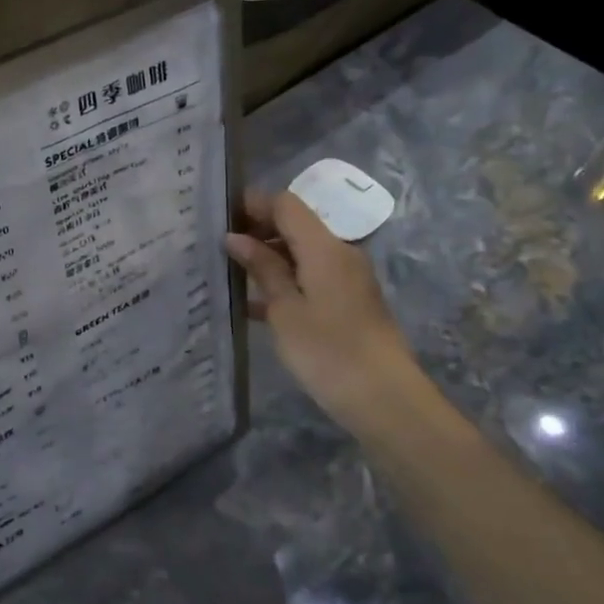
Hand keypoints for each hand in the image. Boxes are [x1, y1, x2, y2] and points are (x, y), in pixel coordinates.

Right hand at [226, 191, 429, 437]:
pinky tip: (255, 304)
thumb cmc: (328, 351)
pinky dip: (285, 281)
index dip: (253, 204)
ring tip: (230, 273)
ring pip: (302, 253)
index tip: (219, 216)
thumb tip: (236, 237)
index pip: (286, 205)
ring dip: (269, 258)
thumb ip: (262, 268)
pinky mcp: (349, 303)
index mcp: (324, 248)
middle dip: (258, 230)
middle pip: (296, 226)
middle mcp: (340, 254)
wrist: (385, 400)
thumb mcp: (285, 309)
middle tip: (219, 247)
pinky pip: (311, 277)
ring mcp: (348, 279)